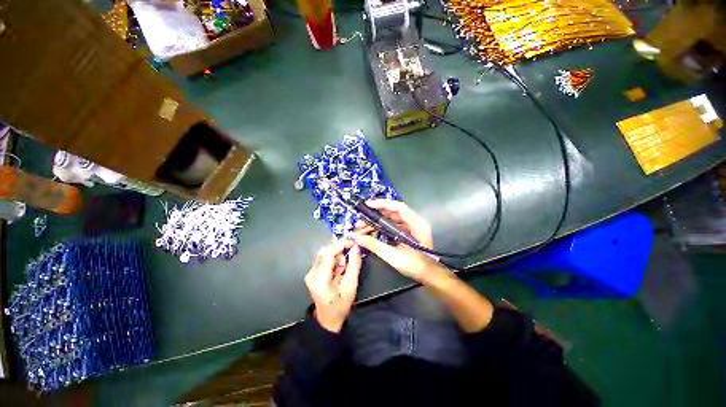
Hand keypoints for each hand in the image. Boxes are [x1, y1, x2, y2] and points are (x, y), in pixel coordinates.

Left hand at [305, 239, 361, 332]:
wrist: (328, 319)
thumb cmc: (341, 305)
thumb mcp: (351, 286)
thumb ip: (354, 265)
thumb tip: (356, 247)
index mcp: (320, 278)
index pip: (328, 253)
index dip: (340, 244)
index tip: (353, 242)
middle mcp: (312, 273)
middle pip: (325, 251)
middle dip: (339, 251)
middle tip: (349, 259)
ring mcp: (311, 272)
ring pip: (325, 253)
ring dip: (337, 257)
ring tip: (343, 269)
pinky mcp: (313, 272)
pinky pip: (324, 259)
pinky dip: (334, 261)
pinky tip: (339, 270)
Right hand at [352, 199, 444, 282]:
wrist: (428, 276)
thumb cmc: (415, 266)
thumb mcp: (394, 256)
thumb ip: (375, 245)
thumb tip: (358, 238)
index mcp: (416, 224)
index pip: (399, 207)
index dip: (383, 204)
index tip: (368, 205)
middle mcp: (415, 222)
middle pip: (393, 212)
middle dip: (376, 215)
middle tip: (360, 221)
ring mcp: (412, 227)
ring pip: (392, 219)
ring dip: (377, 221)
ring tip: (363, 227)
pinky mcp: (408, 232)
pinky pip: (393, 225)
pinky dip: (382, 227)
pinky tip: (372, 231)